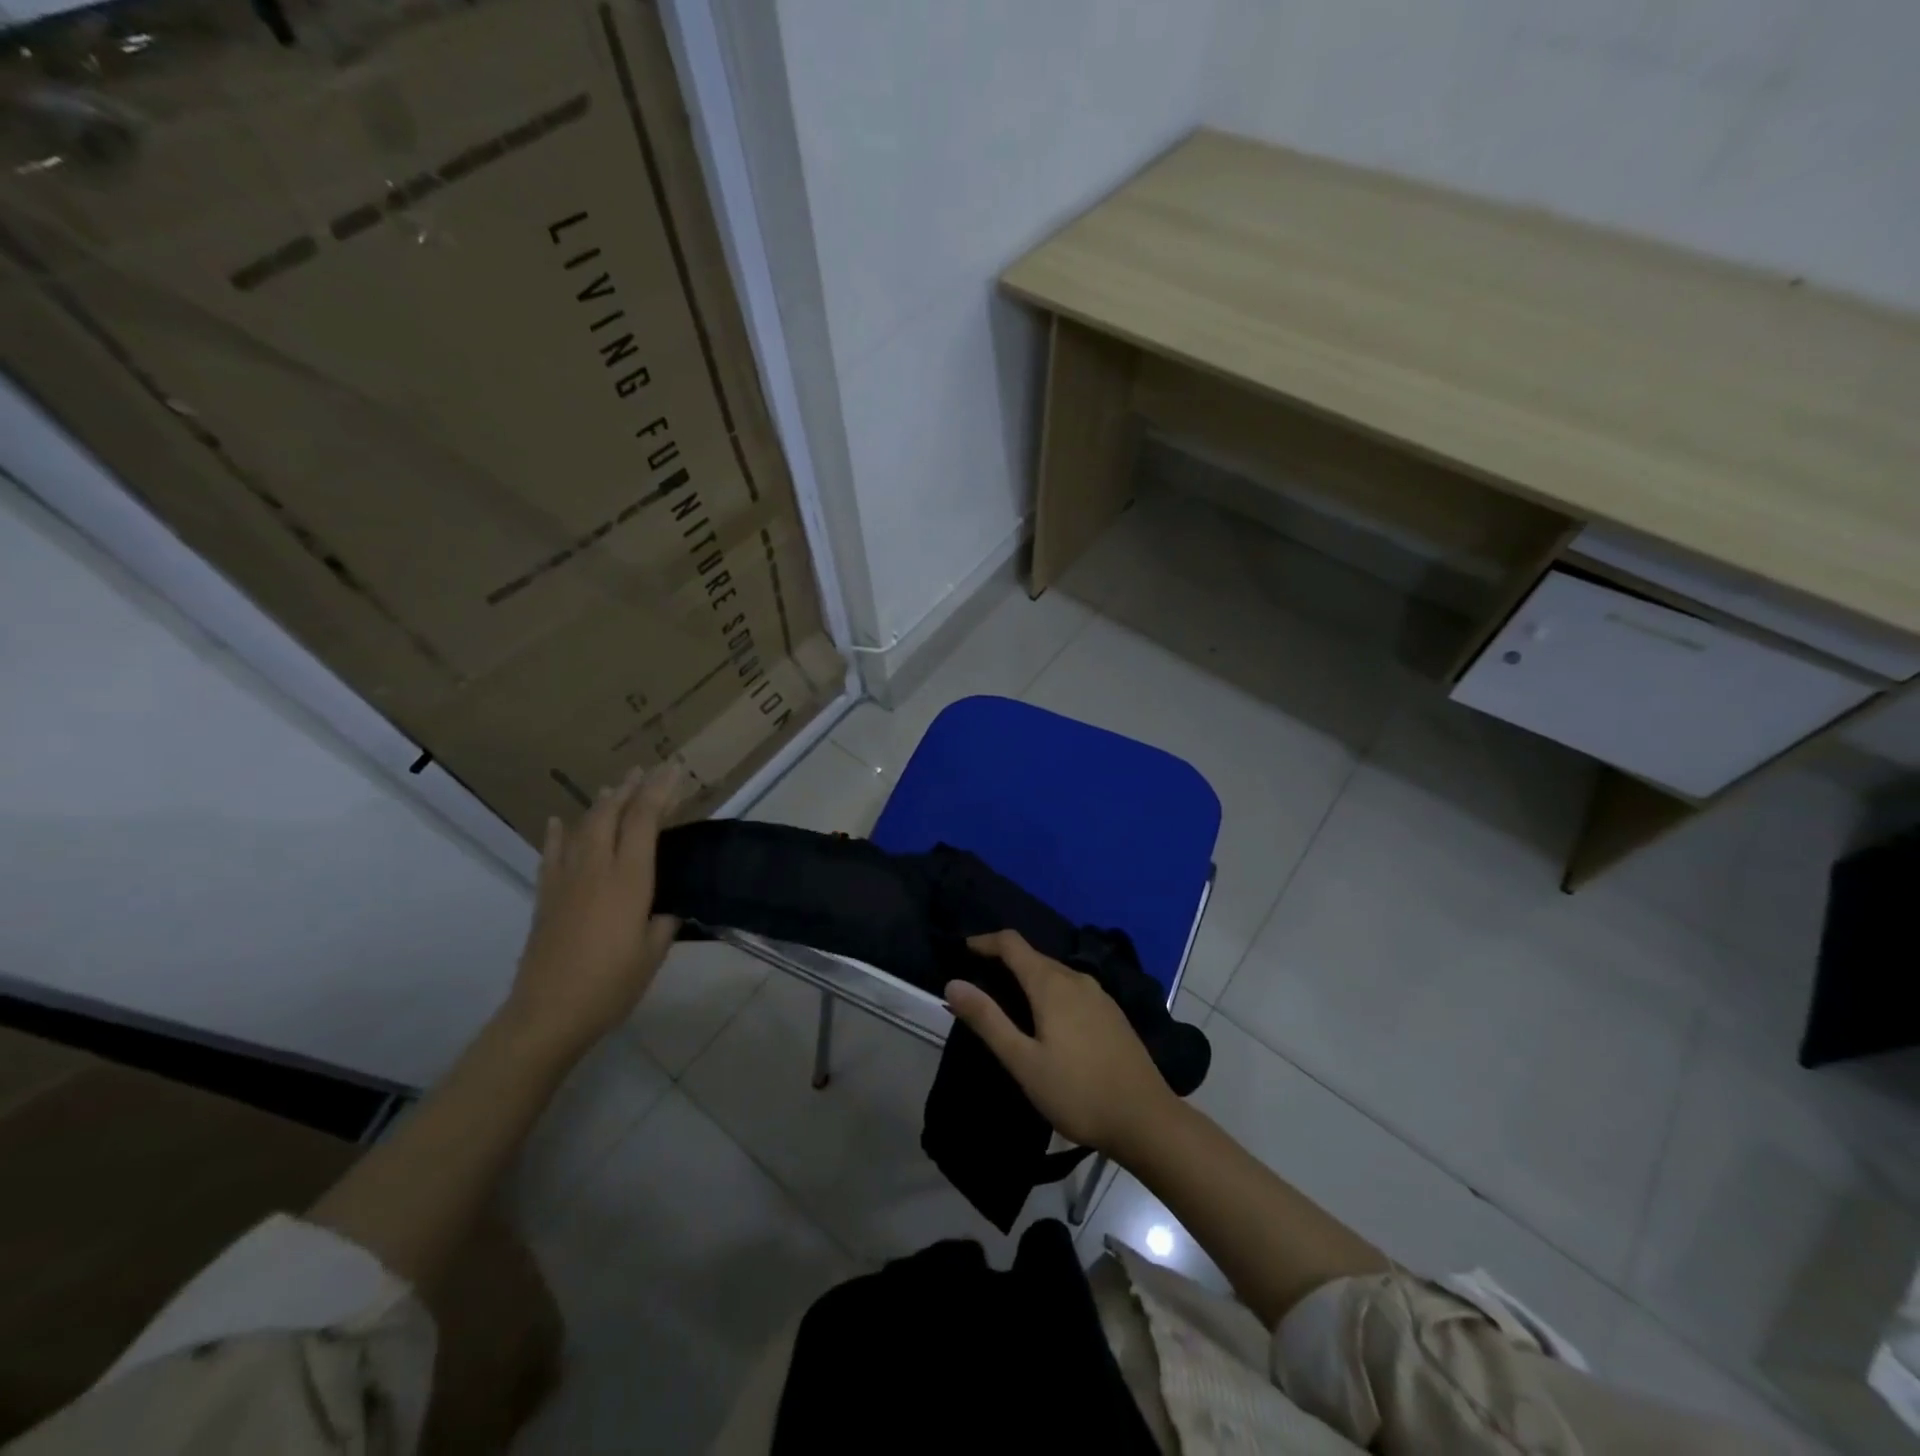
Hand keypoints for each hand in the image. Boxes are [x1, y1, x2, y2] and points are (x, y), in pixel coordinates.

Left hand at [502, 763, 682, 1064]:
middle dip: (630, 788)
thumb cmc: (610, 984)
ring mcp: (566, 880)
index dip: (660, 792)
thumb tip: (667, 907)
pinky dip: (556, 834)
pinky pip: (551, 854)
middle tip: (646, 771)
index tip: (673, 771)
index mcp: (629, 879)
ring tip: (613, 788)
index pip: (645, 821)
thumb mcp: (653, 952)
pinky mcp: (545, 897)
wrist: (548, 1013)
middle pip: (611, 814)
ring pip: (582, 827)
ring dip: (600, 804)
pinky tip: (557, 822)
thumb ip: (663, 921)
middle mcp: (596, 869)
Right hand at [945, 930, 1177, 1157]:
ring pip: (1054, 972)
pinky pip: (1071, 988)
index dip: (985, 941)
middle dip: (1004, 960)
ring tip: (1007, 1000)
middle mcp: (1076, 978)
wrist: (1146, 1119)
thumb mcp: (1023, 1062)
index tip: (963, 950)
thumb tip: (953, 983)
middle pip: (1033, 956)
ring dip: (1027, 977)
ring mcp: (1099, 994)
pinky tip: (1046, 1018)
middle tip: (978, 981)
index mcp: (1051, 984)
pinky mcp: (1112, 1013)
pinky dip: (1049, 990)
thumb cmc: (1078, 1092)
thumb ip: (988, 1020)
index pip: (1012, 943)